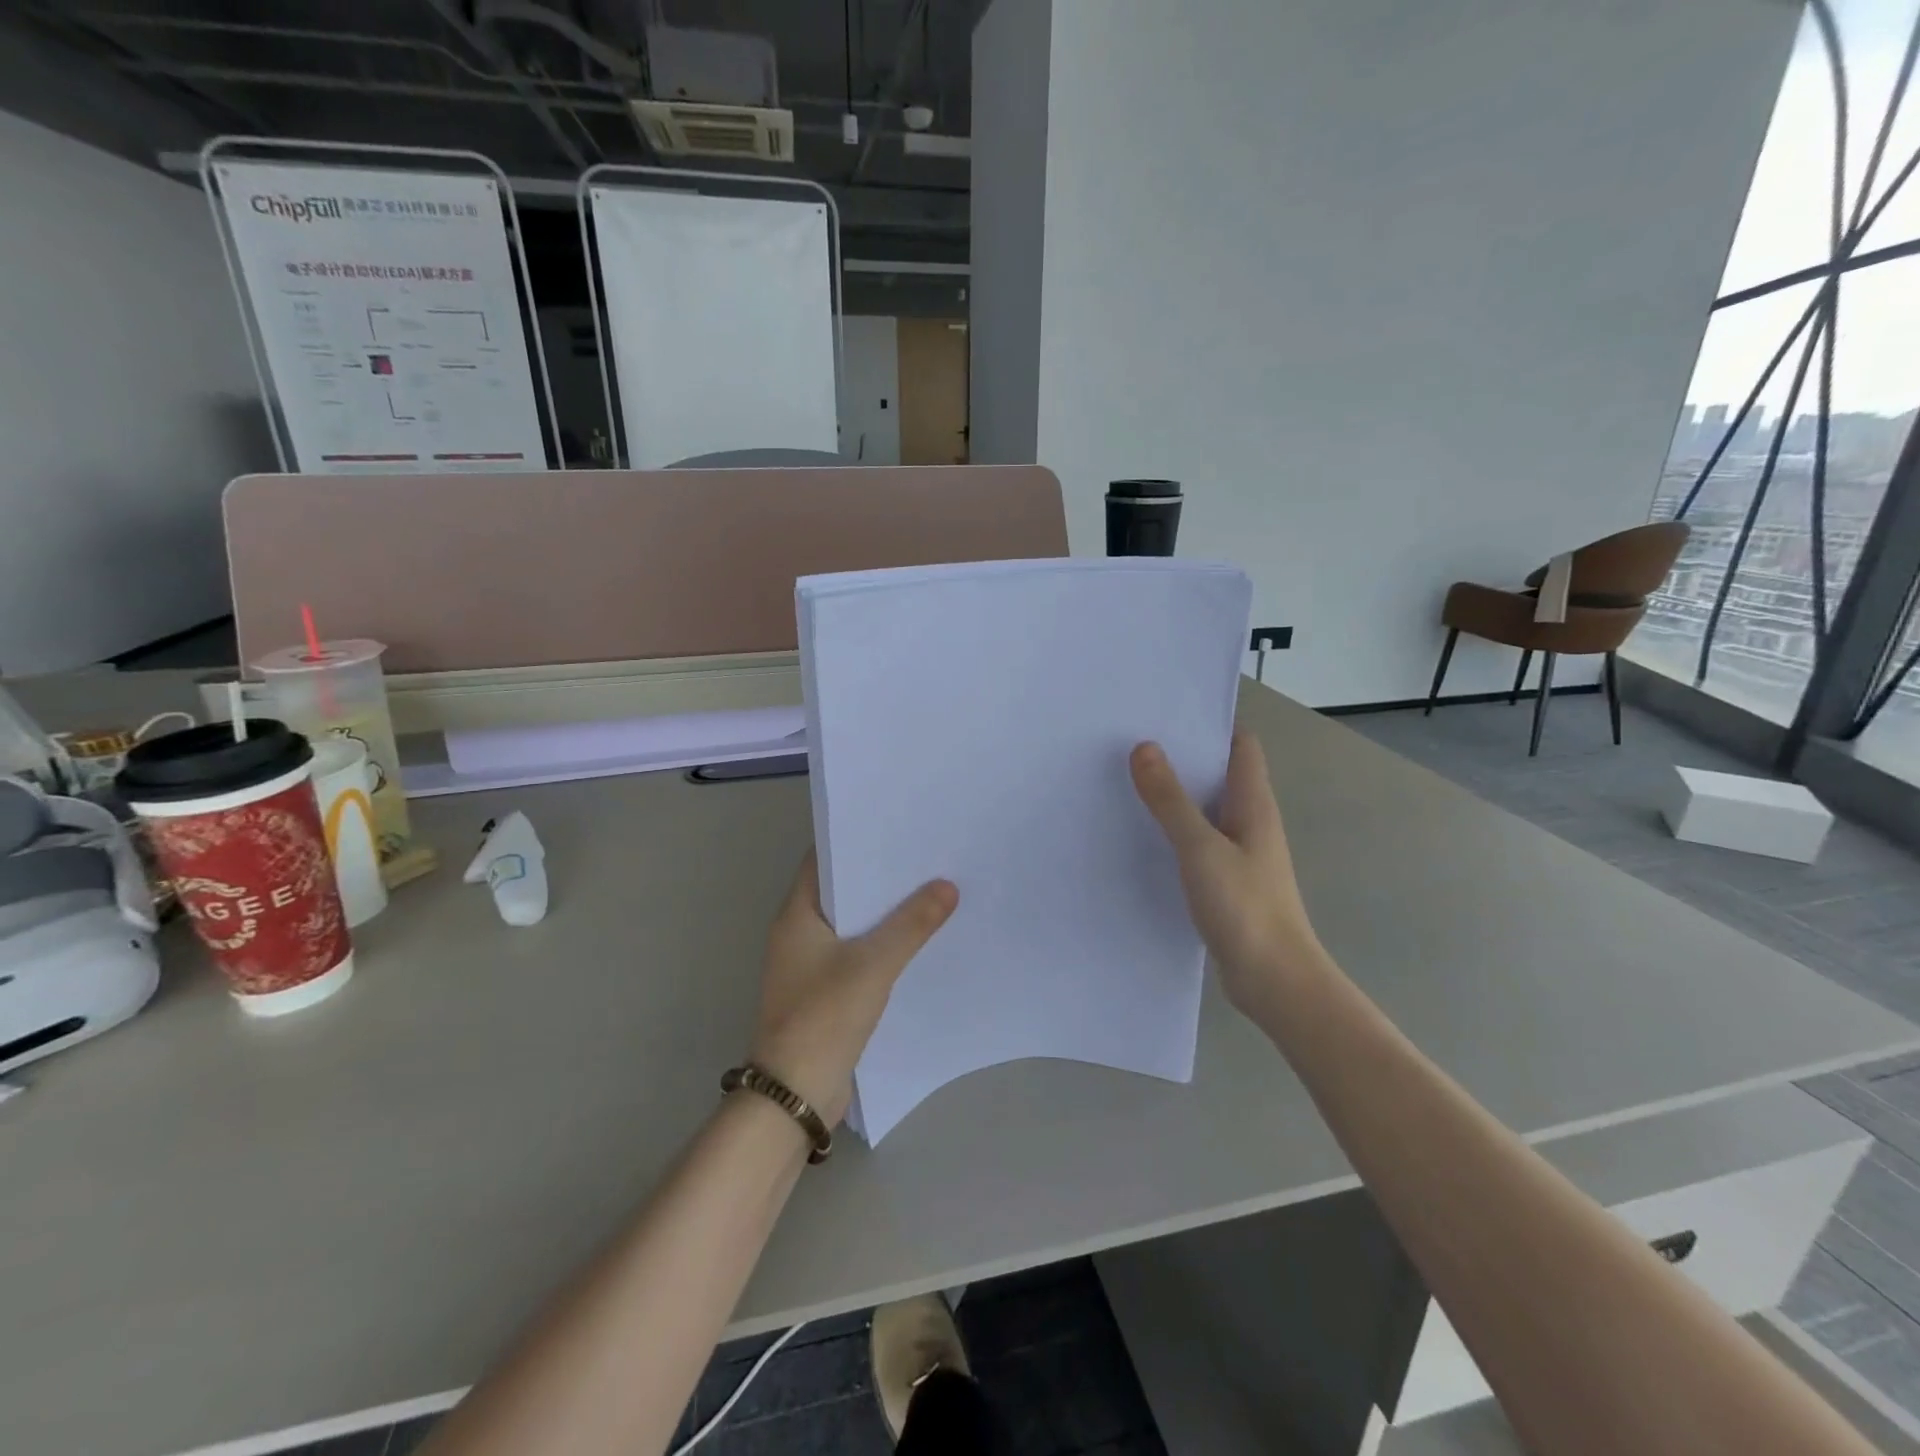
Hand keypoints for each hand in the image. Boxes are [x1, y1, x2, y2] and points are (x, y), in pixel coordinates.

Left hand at [749, 852, 957, 1125]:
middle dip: (879, 877)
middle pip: (841, 892)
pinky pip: (856, 955)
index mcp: (796, 915)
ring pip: (852, 925)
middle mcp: (798, 934)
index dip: (856, 841)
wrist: (795, 1094)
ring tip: (930, 891)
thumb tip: (947, 886)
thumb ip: (912, 924)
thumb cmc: (824, 1017)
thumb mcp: (873, 965)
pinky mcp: (824, 992)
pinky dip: (882, 944)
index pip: (823, 860)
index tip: (895, 828)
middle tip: (924, 857)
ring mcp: (809, 965)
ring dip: (883, 913)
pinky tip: (916, 941)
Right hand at [1130, 729, 1324, 1016]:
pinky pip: (1196, 841)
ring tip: (1125, 781)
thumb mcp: (1201, 848)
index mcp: (1253, 804)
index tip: (1165, 712)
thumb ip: (1170, 801)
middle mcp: (1249, 821)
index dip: (1209, 724)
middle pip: (1217, 774)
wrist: (1274, 980)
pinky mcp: (1225, 881)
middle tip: (1130, 742)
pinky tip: (1139, 835)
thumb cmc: (1244, 907)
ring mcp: (1238, 853)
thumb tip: (1144, 747)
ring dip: (1173, 795)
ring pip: (1204, 809)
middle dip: (1180, 756)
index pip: (1240, 745)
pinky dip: (1171, 831)